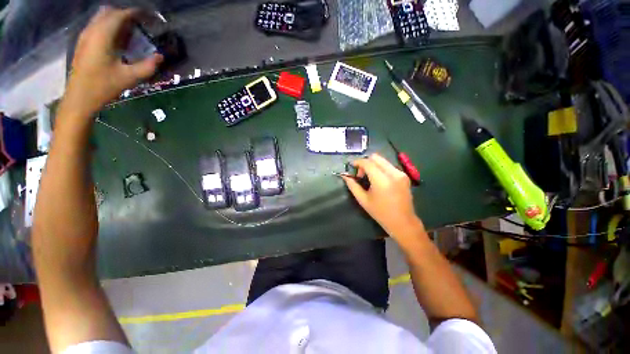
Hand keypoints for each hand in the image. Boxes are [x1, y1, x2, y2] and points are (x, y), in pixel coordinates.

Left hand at [63, 6, 162, 117]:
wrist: (80, 98)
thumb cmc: (103, 87)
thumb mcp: (130, 77)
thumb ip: (147, 66)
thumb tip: (161, 57)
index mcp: (102, 36)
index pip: (120, 15)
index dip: (136, 13)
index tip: (149, 17)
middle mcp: (92, 31)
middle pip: (109, 12)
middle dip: (125, 14)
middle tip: (140, 25)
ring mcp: (85, 36)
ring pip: (101, 17)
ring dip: (117, 20)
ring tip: (131, 32)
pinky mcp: (83, 43)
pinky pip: (97, 26)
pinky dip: (109, 27)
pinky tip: (118, 40)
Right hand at [342, 153, 425, 243]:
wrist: (403, 222)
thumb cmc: (381, 213)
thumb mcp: (363, 200)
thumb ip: (353, 186)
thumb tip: (345, 176)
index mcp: (382, 180)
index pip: (367, 162)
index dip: (357, 162)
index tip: (351, 167)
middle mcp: (393, 173)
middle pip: (376, 157)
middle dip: (365, 162)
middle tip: (361, 174)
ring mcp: (401, 173)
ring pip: (383, 160)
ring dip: (373, 165)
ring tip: (369, 178)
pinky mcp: (404, 176)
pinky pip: (389, 166)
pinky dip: (380, 169)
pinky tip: (378, 180)